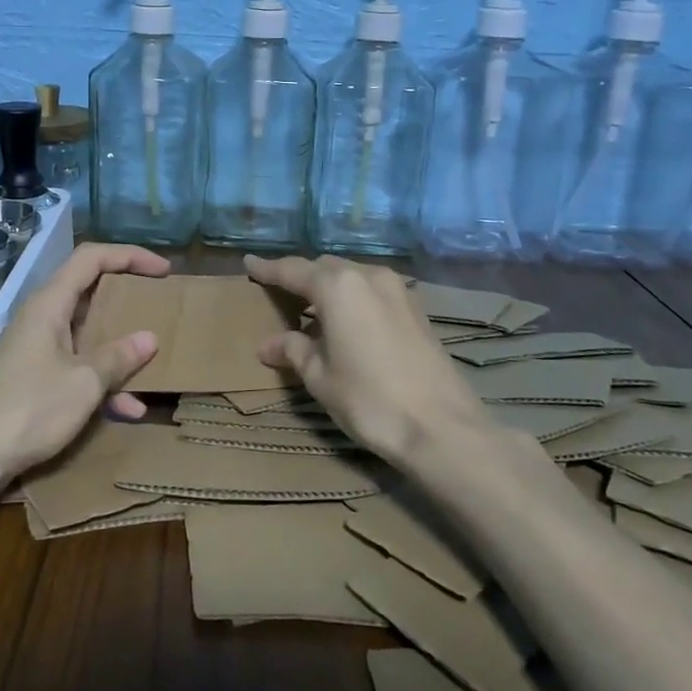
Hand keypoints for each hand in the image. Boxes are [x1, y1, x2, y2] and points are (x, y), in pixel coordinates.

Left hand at [0, 243, 169, 476]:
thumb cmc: (28, 408)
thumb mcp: (84, 382)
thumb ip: (118, 357)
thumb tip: (149, 338)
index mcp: (50, 303)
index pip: (92, 258)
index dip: (129, 256)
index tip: (163, 271)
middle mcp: (43, 318)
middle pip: (90, 292)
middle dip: (128, 300)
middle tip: (160, 307)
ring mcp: (38, 350)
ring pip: (87, 334)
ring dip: (119, 348)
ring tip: (155, 363)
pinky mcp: (35, 379)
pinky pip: (78, 368)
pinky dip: (103, 382)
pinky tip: (129, 410)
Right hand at [244, 254, 489, 462]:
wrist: (442, 427)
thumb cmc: (370, 400)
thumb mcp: (320, 377)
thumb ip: (293, 351)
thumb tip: (268, 345)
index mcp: (338, 287)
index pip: (293, 270)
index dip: (268, 269)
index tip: (249, 263)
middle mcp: (368, 276)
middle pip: (324, 268)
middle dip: (300, 278)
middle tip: (278, 294)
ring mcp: (398, 290)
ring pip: (352, 277)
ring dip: (329, 288)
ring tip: (311, 312)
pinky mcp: (416, 308)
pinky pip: (373, 291)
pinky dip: (353, 299)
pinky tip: (346, 324)